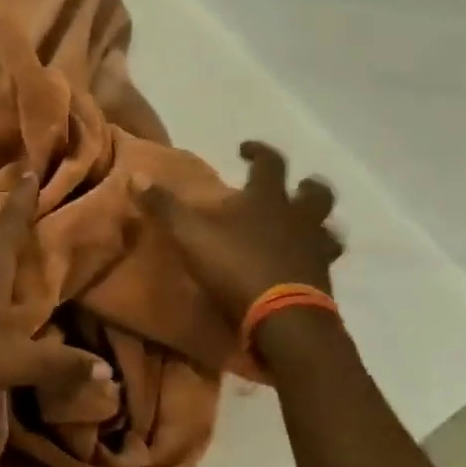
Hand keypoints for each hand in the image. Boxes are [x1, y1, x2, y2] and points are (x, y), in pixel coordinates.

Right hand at [133, 141, 340, 323]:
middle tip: (294, 187)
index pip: (270, 163)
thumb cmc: (235, 266)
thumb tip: (136, 176)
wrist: (282, 317)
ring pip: (329, 228)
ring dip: (319, 224)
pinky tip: (304, 265)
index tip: (246, 149)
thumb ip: (164, 206)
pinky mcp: (323, 280)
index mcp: (268, 200)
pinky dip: (316, 258)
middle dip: (306, 186)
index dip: (258, 152)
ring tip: (306, 227)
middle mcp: (298, 218)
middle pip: (316, 193)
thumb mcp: (189, 234)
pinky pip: (325, 261)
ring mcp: (316, 249)